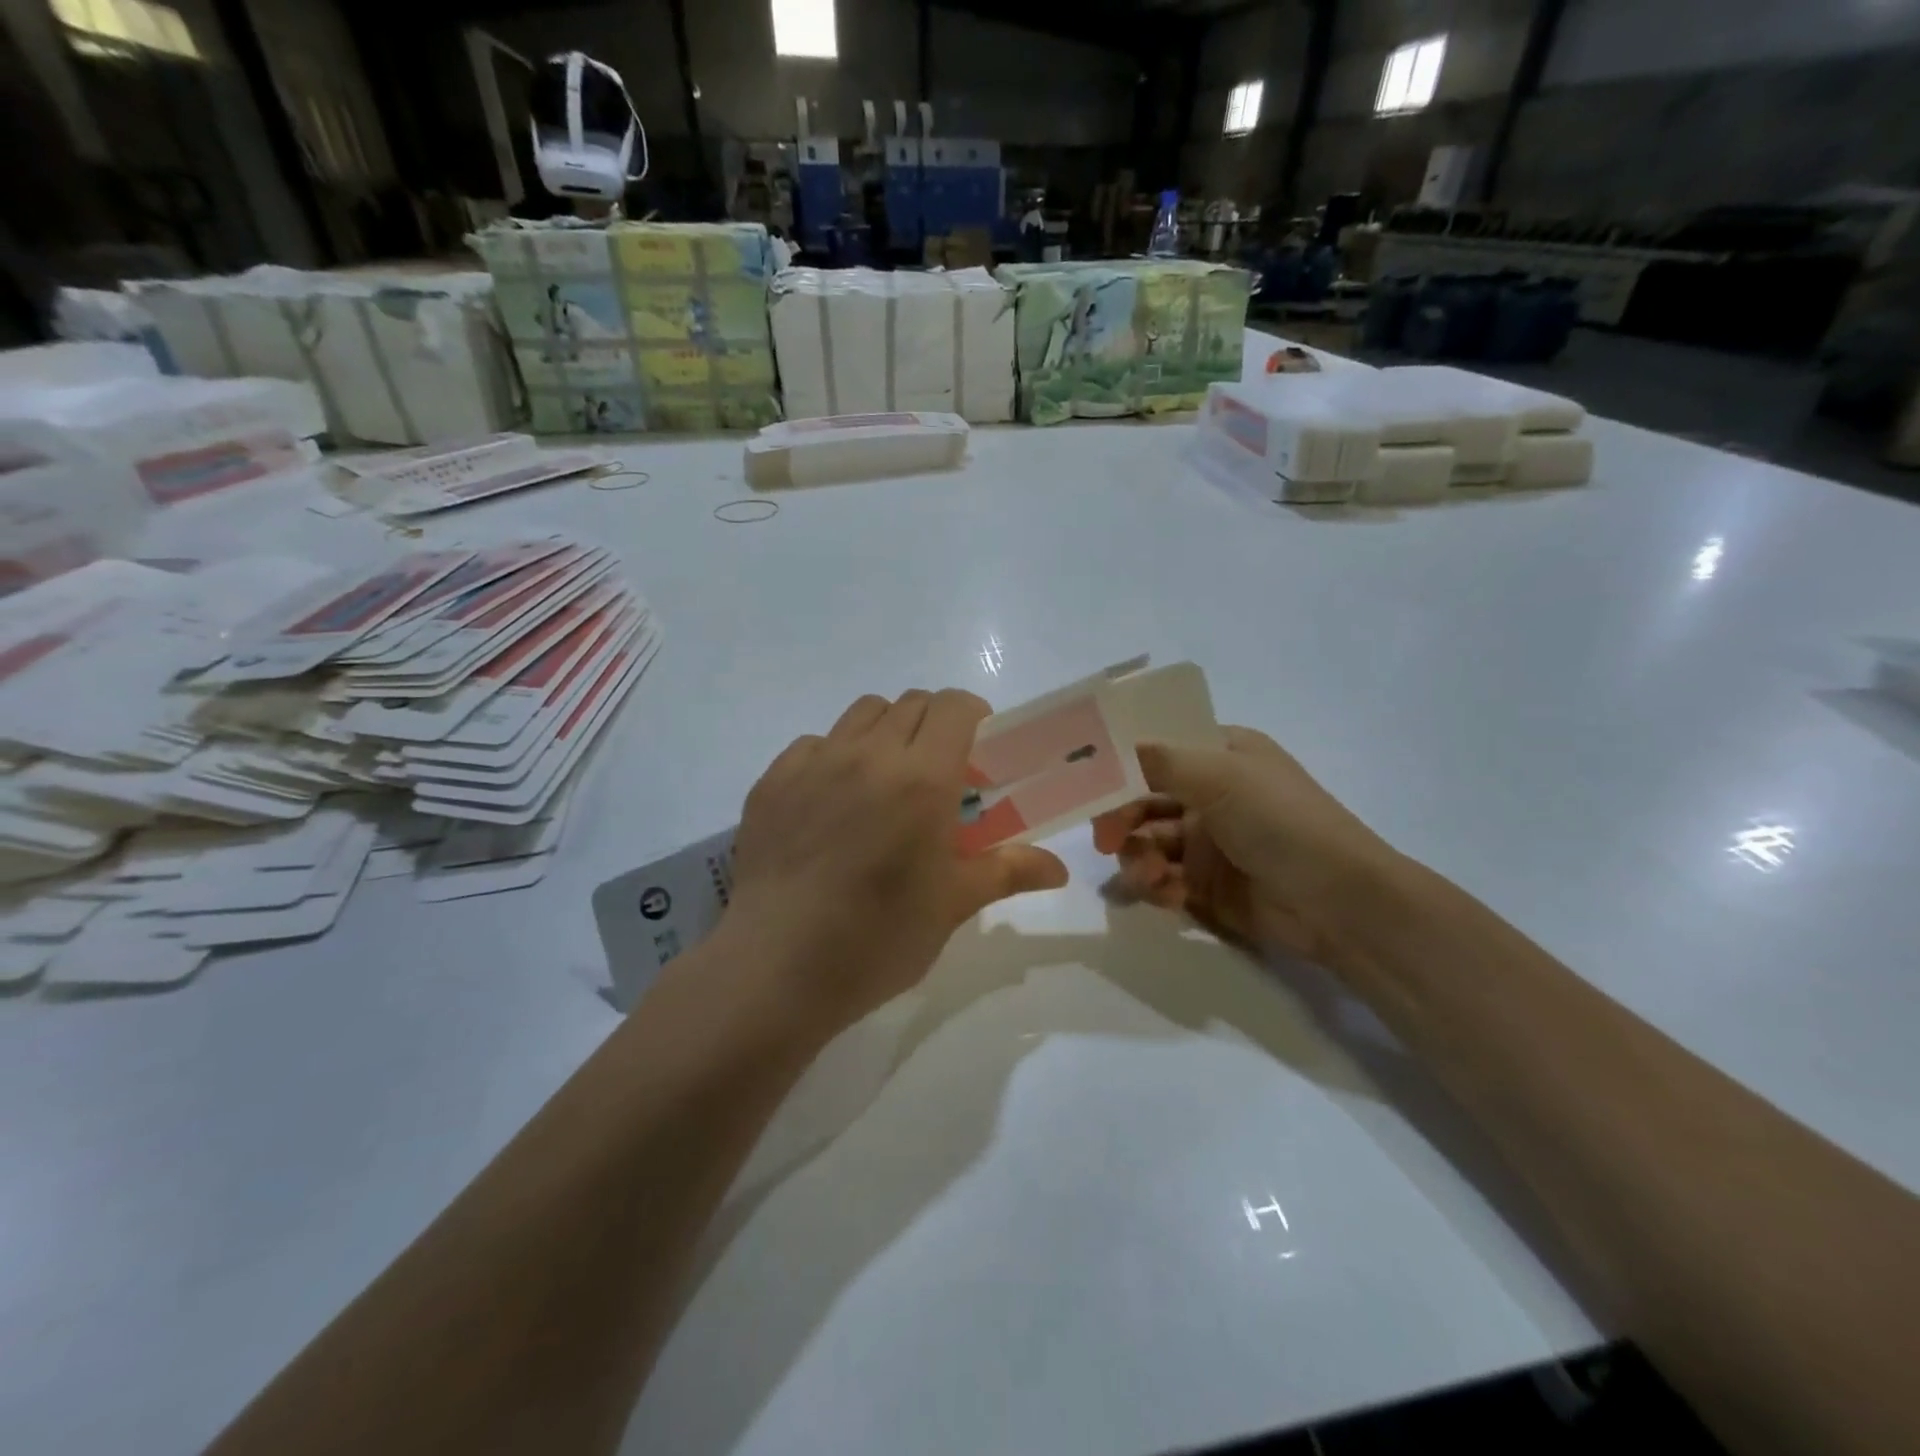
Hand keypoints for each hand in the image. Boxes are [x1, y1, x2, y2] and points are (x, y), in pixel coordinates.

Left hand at [722, 689, 1069, 1031]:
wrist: (777, 967)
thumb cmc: (878, 937)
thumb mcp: (952, 904)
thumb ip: (1008, 871)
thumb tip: (1059, 869)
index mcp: (922, 778)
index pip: (954, 707)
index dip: (973, 716)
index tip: (977, 750)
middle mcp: (868, 755)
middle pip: (911, 704)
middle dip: (933, 725)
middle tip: (936, 773)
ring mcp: (814, 763)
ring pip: (861, 713)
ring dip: (885, 731)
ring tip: (884, 780)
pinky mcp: (772, 781)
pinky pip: (814, 744)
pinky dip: (834, 756)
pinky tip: (832, 802)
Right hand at [1093, 728, 1401, 968]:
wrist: (1338, 904)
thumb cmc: (1282, 822)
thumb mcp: (1223, 777)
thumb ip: (1160, 760)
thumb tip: (1110, 748)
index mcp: (1220, 755)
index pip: (1158, 747)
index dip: (1121, 762)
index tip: (1087, 780)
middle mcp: (1210, 794)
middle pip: (1142, 798)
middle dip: (1121, 817)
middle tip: (1106, 839)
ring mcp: (1207, 841)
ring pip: (1146, 841)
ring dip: (1137, 857)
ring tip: (1150, 877)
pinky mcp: (1205, 886)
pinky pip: (1161, 879)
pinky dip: (1156, 886)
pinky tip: (1166, 894)